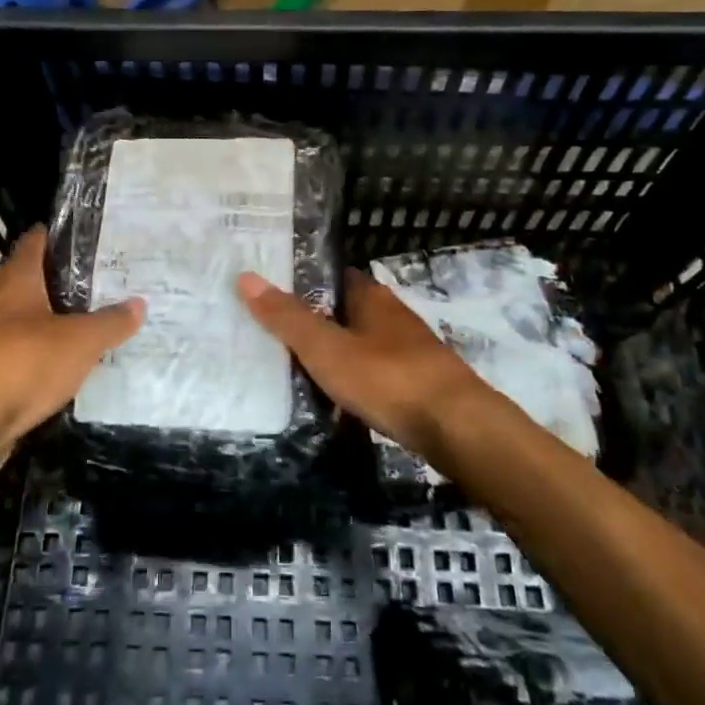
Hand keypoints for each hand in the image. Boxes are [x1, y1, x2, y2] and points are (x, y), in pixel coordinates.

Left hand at [0, 225, 144, 444]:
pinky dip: (33, 355)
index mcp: (15, 278)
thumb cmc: (23, 364)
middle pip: (28, 280)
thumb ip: (111, 322)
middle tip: (100, 287)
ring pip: (19, 319)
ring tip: (85, 327)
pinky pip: (11, 352)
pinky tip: (58, 368)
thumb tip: (139, 304)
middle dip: (60, 283)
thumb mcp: (81, 342)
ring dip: (46, 322)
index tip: (89, 241)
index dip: (61, 237)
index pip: (36, 241)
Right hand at [238, 268, 486, 460]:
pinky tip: (337, 402)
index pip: (332, 276)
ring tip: (295, 369)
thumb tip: (246, 277)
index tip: (270, 291)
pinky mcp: (419, 385)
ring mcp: (409, 351)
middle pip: (345, 311)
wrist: (459, 428)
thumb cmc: (387, 378)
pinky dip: (355, 382)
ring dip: (335, 354)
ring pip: (361, 344)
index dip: (302, 281)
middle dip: (315, 321)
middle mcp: (392, 316)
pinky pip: (375, 375)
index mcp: (371, 297)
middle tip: (273, 333)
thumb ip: (287, 318)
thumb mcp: (327, 348)